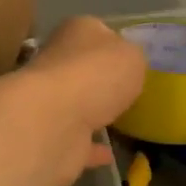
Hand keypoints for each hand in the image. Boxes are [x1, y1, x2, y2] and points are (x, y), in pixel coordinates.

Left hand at [22, 16, 147, 179]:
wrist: (54, 122)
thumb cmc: (97, 74)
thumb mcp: (132, 56)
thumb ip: (133, 59)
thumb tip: (126, 65)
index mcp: (77, 32)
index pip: (97, 31)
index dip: (115, 43)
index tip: (133, 60)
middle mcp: (59, 62)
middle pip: (85, 67)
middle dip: (102, 79)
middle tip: (129, 91)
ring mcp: (52, 101)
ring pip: (78, 104)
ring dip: (94, 112)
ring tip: (122, 121)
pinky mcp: (52, 136)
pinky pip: (79, 141)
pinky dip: (92, 148)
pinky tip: (110, 155)